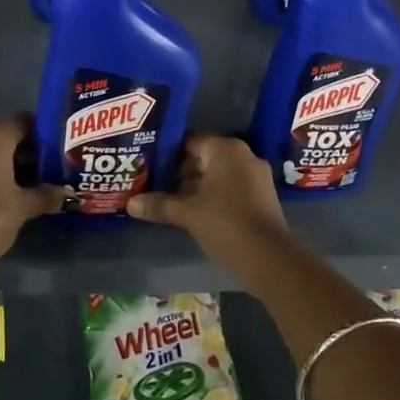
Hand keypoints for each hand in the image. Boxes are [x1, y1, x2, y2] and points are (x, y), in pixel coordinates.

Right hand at [127, 135, 289, 266]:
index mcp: (226, 149)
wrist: (269, 258)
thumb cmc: (225, 223)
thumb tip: (130, 203)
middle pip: (204, 157)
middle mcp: (243, 155)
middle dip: (180, 172)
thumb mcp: (188, 213)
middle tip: (154, 185)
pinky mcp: (262, 196)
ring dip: (195, 187)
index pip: (190, 141)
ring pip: (217, 174)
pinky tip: (194, 213)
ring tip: (169, 201)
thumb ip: (159, 205)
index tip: (149, 167)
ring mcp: (256, 176)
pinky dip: (213, 196)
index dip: (167, 154)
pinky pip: (231, 188)